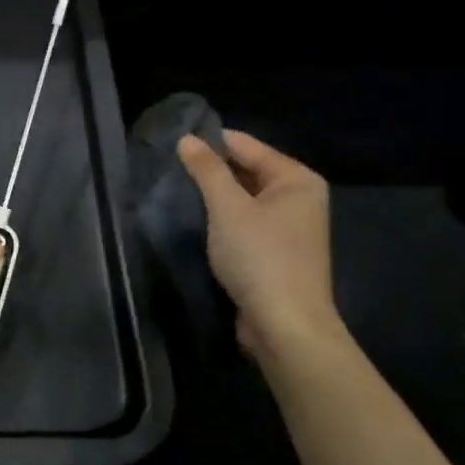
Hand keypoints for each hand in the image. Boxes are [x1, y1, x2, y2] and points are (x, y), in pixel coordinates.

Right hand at [176, 130, 343, 359]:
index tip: (170, 142)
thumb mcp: (227, 207)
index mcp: (296, 179)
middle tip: (167, 167)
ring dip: (213, 197)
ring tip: (173, 190)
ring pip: (242, 198)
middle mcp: (298, 198)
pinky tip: (194, 219)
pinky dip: (221, 219)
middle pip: (246, 170)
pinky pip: (244, 222)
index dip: (209, 142)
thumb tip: (186, 138)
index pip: (245, 146)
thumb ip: (206, 170)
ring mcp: (288, 227)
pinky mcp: (275, 251)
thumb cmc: (260, 257)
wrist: (285, 325)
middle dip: (210, 170)